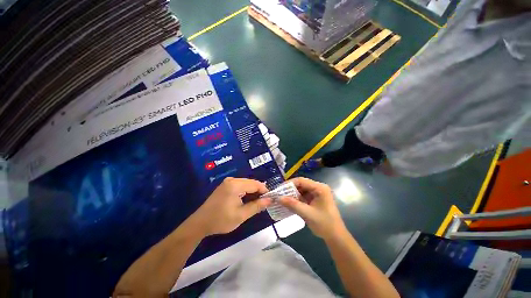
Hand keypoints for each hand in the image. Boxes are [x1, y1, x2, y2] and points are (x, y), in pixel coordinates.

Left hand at [190, 177, 271, 236]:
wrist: (200, 223)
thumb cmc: (221, 220)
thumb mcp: (241, 215)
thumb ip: (257, 206)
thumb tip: (270, 200)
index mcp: (236, 185)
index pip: (255, 184)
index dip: (265, 191)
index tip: (271, 199)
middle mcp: (232, 180)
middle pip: (251, 183)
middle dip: (259, 191)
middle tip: (264, 202)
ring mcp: (228, 182)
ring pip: (246, 184)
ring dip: (253, 192)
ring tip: (257, 202)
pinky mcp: (225, 185)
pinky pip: (240, 185)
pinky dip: (246, 192)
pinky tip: (247, 200)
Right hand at [279, 177, 345, 239]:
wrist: (336, 237)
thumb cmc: (324, 224)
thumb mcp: (307, 213)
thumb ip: (292, 204)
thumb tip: (278, 198)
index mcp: (319, 188)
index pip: (301, 181)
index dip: (289, 184)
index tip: (279, 189)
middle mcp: (318, 188)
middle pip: (301, 184)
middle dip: (290, 189)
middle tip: (279, 194)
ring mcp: (317, 193)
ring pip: (301, 190)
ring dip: (292, 195)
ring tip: (282, 199)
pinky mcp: (315, 199)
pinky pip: (303, 196)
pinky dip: (296, 199)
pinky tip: (289, 203)